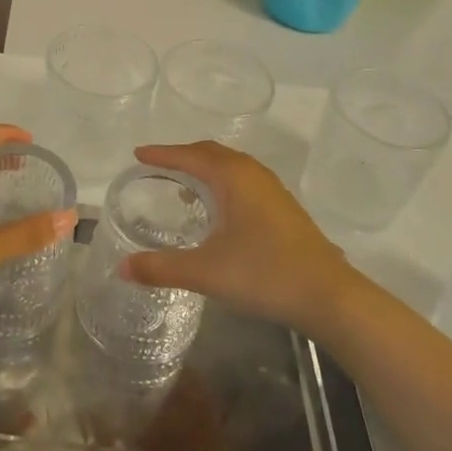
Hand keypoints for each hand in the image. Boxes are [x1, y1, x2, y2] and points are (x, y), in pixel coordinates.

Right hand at [120, 141, 358, 340]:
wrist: (329, 296)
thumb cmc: (264, 274)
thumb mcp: (206, 272)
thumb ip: (161, 268)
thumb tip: (122, 268)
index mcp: (233, 177)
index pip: (189, 156)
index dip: (162, 154)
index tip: (138, 154)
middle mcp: (253, 174)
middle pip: (212, 153)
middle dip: (184, 156)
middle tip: (158, 166)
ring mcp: (273, 190)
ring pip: (232, 167)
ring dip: (206, 169)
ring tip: (184, 186)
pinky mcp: (285, 209)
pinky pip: (244, 181)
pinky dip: (223, 183)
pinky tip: (219, 212)